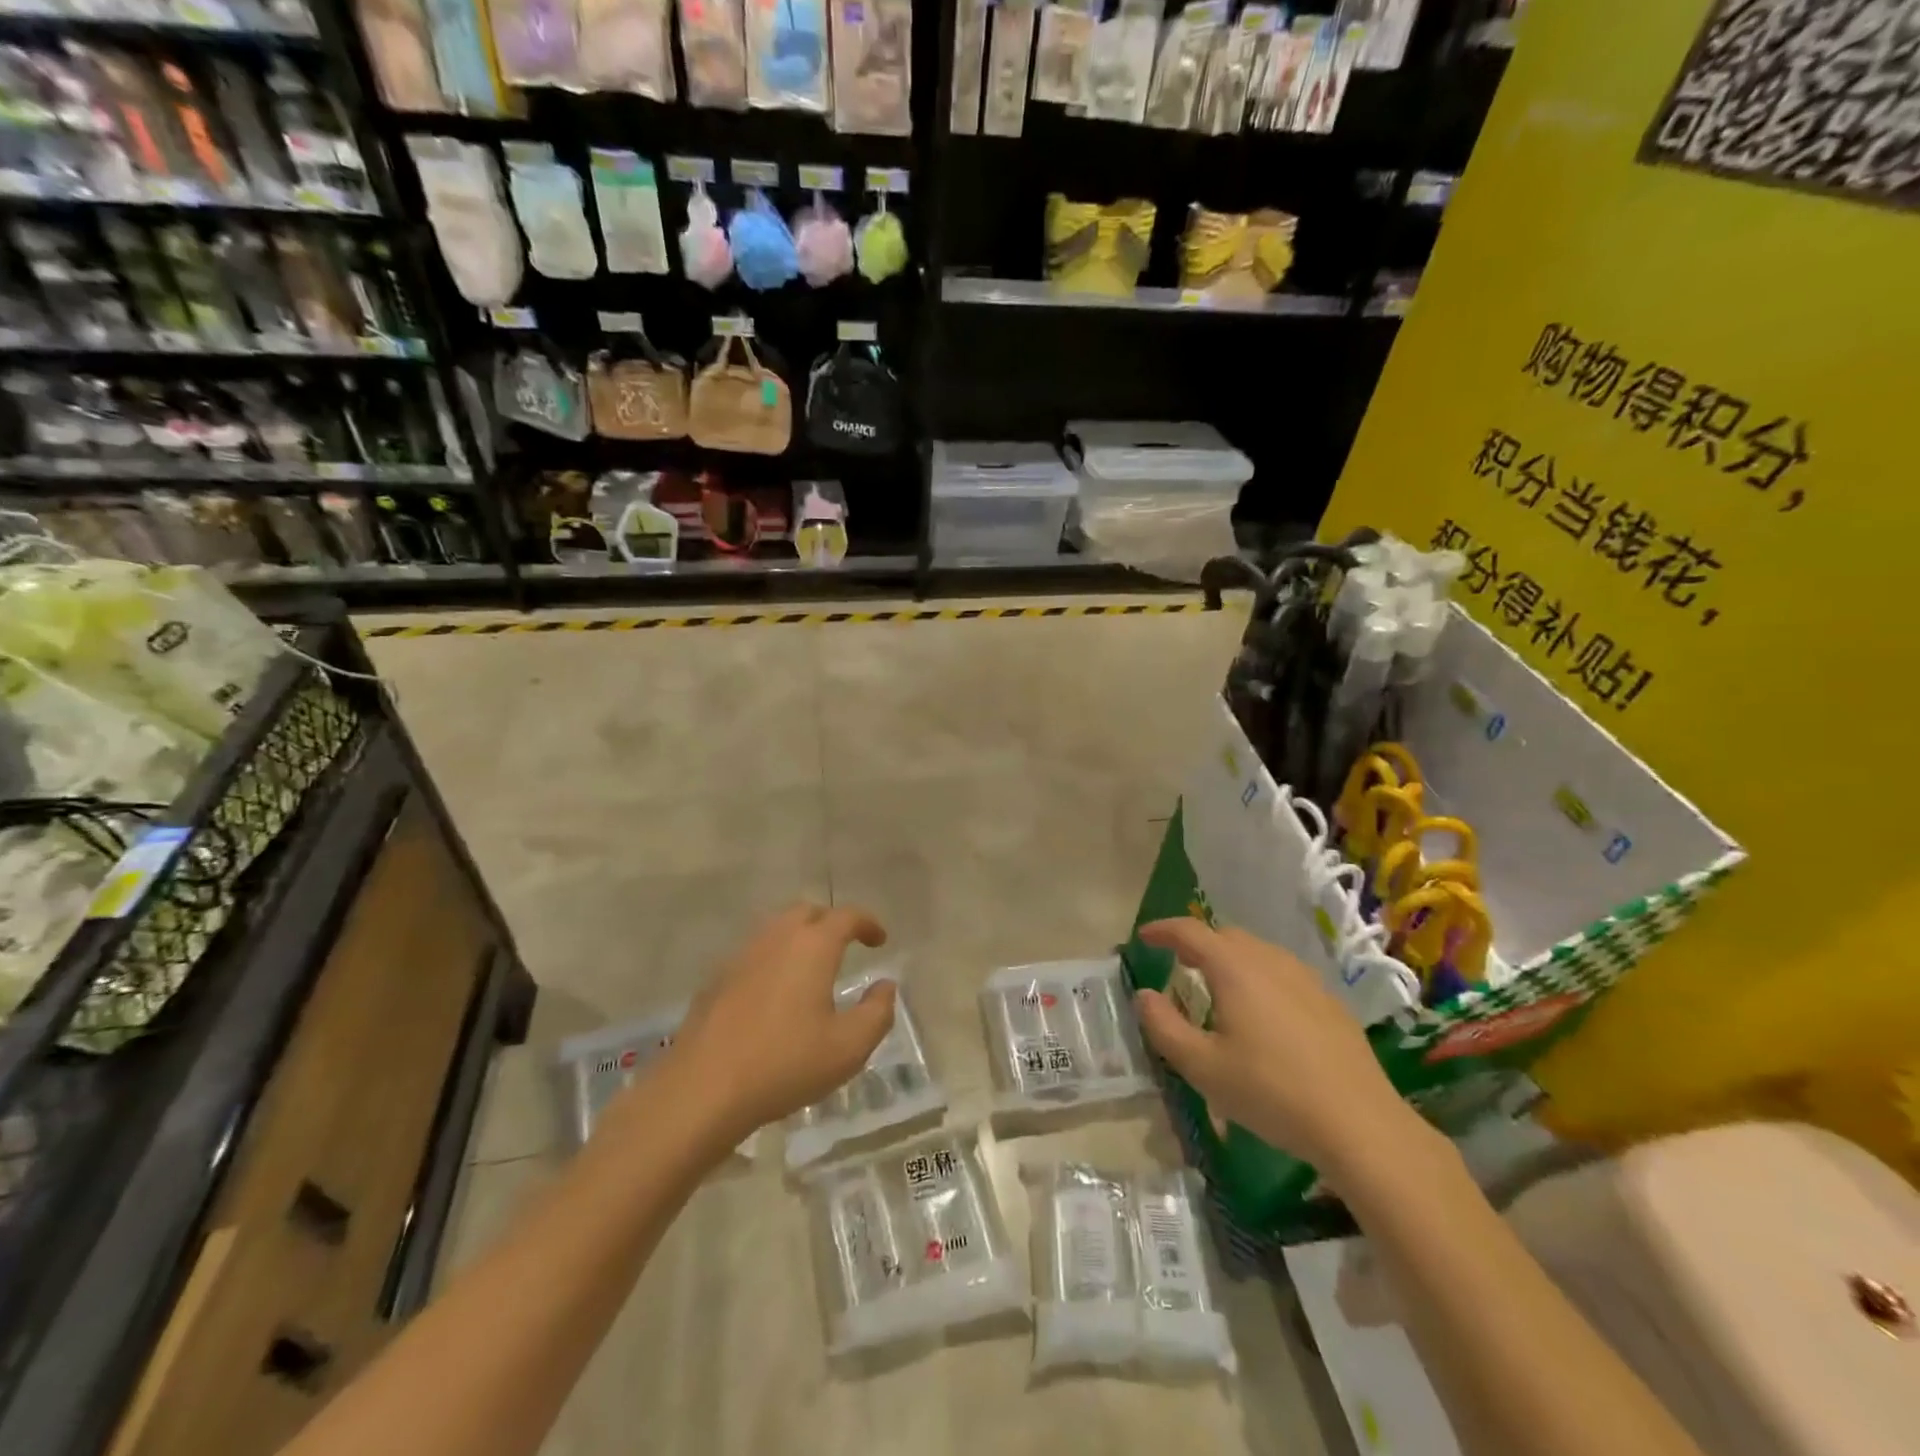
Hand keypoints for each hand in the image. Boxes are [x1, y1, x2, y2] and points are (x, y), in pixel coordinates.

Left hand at [663, 902, 894, 1145]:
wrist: (703, 1089)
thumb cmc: (785, 1064)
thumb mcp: (848, 1048)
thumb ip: (877, 1012)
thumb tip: (885, 986)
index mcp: (813, 946)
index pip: (846, 917)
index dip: (868, 923)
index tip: (879, 940)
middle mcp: (777, 938)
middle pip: (807, 912)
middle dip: (830, 922)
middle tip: (845, 946)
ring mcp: (741, 955)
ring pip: (776, 929)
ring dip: (799, 938)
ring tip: (811, 967)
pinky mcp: (716, 978)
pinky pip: (754, 953)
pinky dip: (772, 959)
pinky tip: (774, 992)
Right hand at [1132, 918, 1423, 1188]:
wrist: (1360, 1124)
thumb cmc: (1271, 1092)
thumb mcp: (1202, 1067)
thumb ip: (1164, 1027)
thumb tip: (1144, 995)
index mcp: (1235, 969)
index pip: (1190, 932)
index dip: (1163, 930)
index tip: (1144, 936)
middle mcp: (1270, 961)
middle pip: (1226, 936)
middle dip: (1197, 942)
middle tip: (1178, 962)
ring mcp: (1305, 979)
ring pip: (1257, 952)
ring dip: (1229, 958)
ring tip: (1216, 986)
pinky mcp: (1329, 1002)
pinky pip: (1282, 972)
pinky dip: (1259, 976)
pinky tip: (1261, 1012)